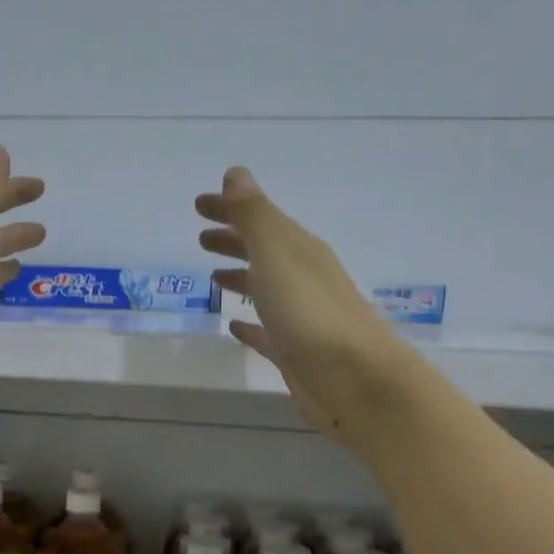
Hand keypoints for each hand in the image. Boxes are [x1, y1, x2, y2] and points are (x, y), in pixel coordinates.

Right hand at [198, 167, 408, 441]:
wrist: (355, 379)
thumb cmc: (311, 313)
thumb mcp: (277, 255)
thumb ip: (254, 216)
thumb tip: (235, 174)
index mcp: (298, 250)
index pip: (259, 218)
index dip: (230, 208)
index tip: (198, 205)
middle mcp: (302, 278)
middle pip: (263, 251)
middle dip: (234, 240)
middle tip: (201, 238)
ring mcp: (300, 317)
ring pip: (265, 289)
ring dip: (241, 277)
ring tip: (214, 276)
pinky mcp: (295, 352)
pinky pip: (266, 331)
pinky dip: (250, 325)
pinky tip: (235, 326)